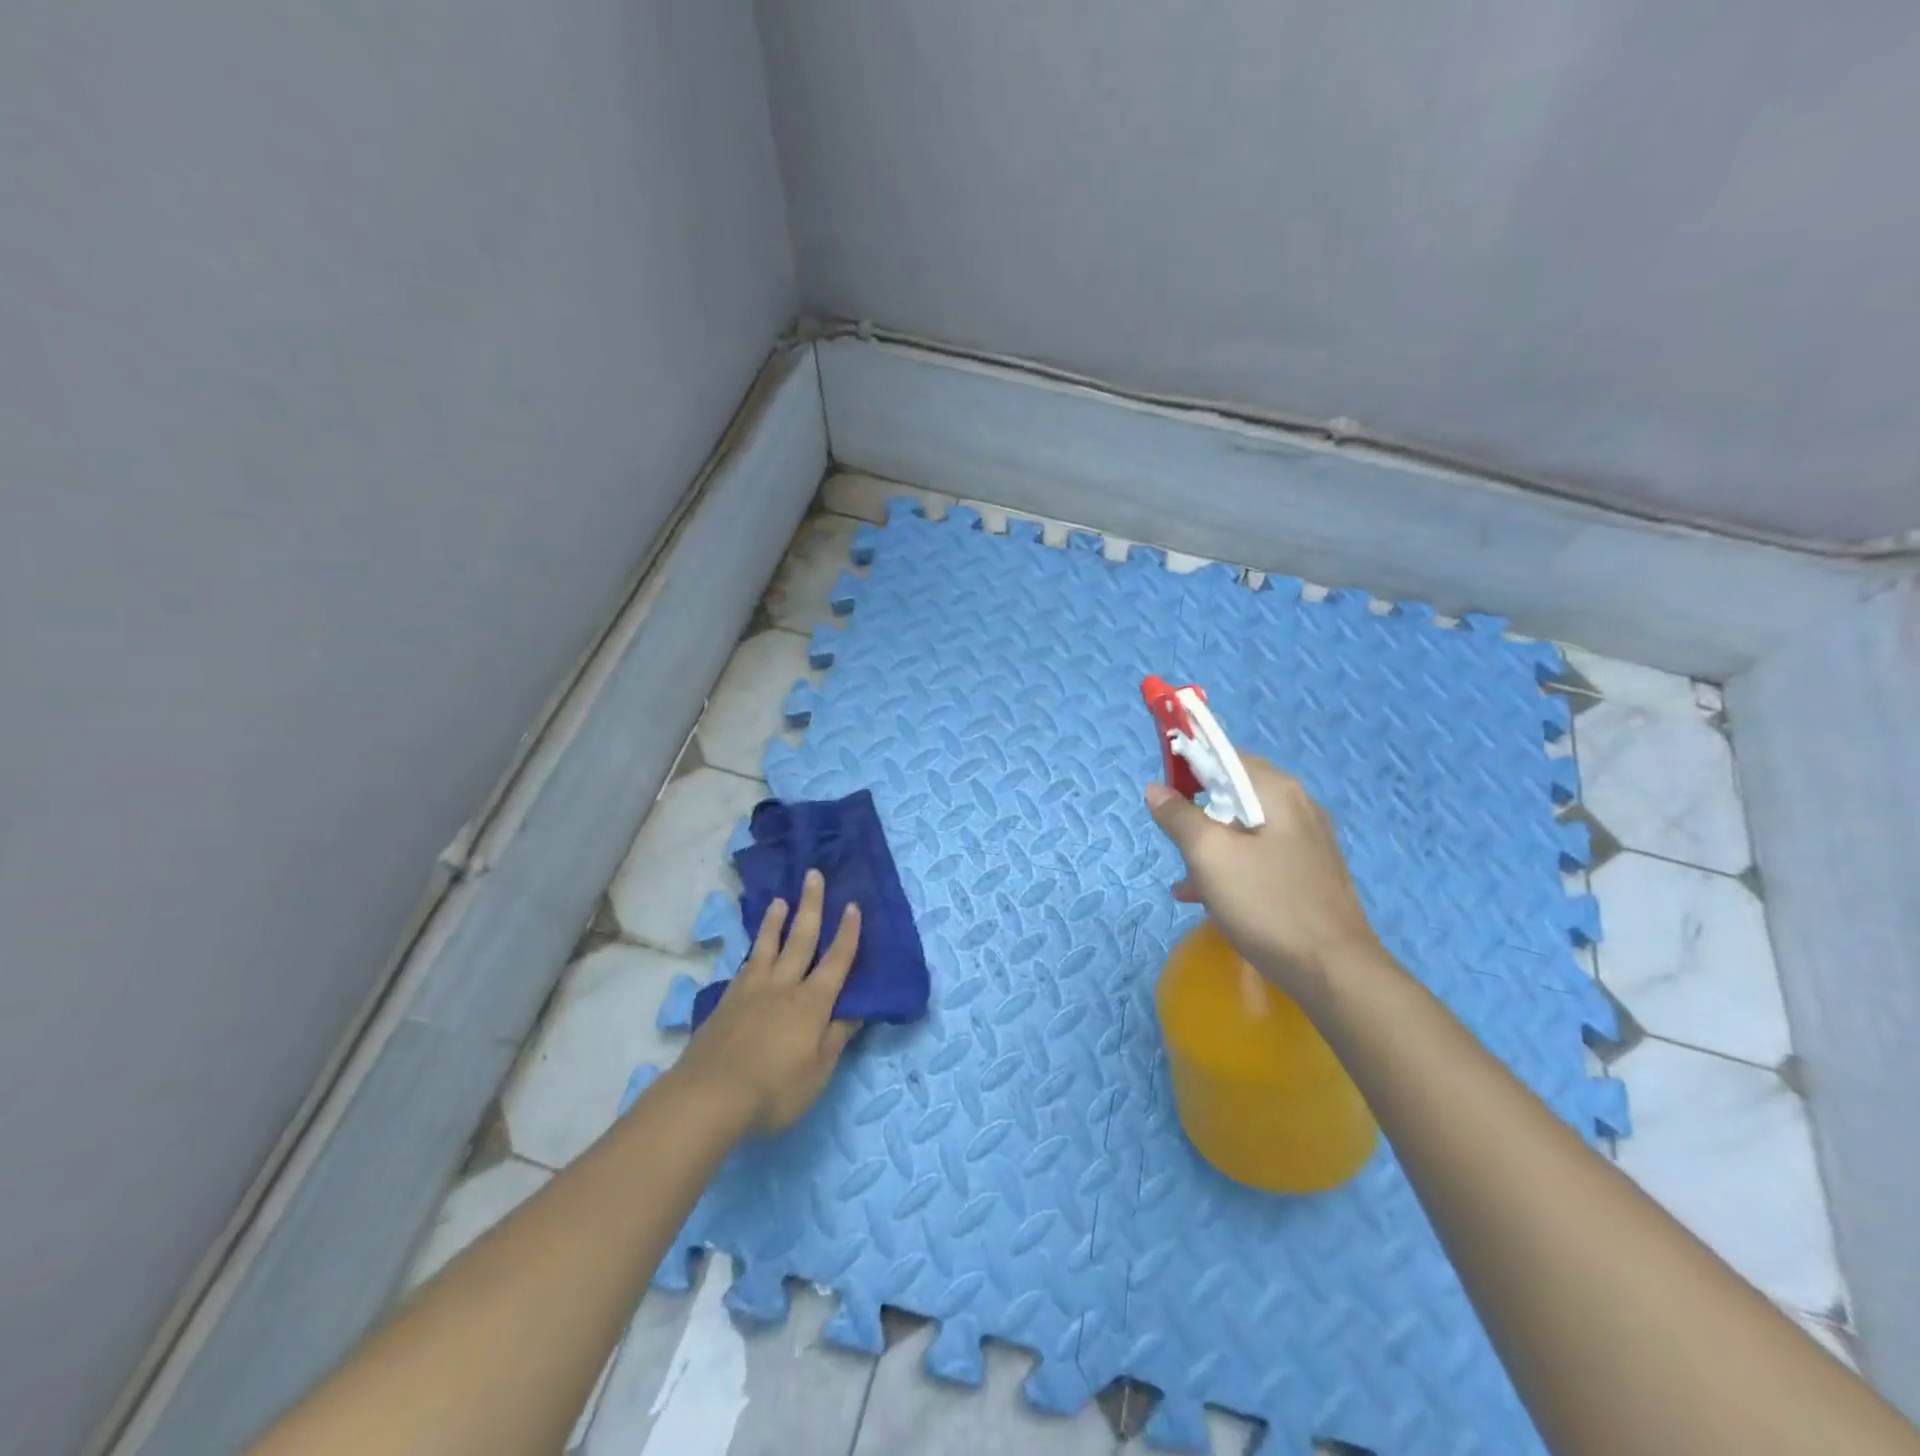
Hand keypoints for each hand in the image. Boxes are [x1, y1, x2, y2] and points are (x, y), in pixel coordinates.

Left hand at [668, 870, 862, 1136]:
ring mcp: (751, 991)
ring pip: (768, 947)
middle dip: (811, 906)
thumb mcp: (818, 1072)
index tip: (853, 905)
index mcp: (812, 1003)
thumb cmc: (773, 1090)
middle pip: (801, 939)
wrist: (708, 1096)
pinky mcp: (726, 1002)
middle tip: (813, 875)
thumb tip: (857, 1009)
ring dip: (776, 922)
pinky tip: (752, 951)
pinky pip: (745, 966)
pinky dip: (753, 952)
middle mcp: (783, 987)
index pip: (836, 961)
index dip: (848, 934)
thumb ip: (836, 1038)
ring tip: (780, 900)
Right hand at [1146, 756, 1384, 1006]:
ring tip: (1186, 879)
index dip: (1188, 767)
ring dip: (1210, 846)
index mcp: (1276, 791)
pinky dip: (1232, 866)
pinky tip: (1210, 898)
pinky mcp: (1311, 873)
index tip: (1164, 796)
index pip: (1224, 756)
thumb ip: (1178, 817)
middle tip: (1176, 843)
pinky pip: (1261, 855)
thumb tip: (1156, 789)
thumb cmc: (1266, 904)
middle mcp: (1298, 806)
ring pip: (1245, 828)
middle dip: (1198, 814)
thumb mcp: (1208, 856)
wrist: (1334, 971)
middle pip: (1234, 793)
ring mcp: (1309, 841)